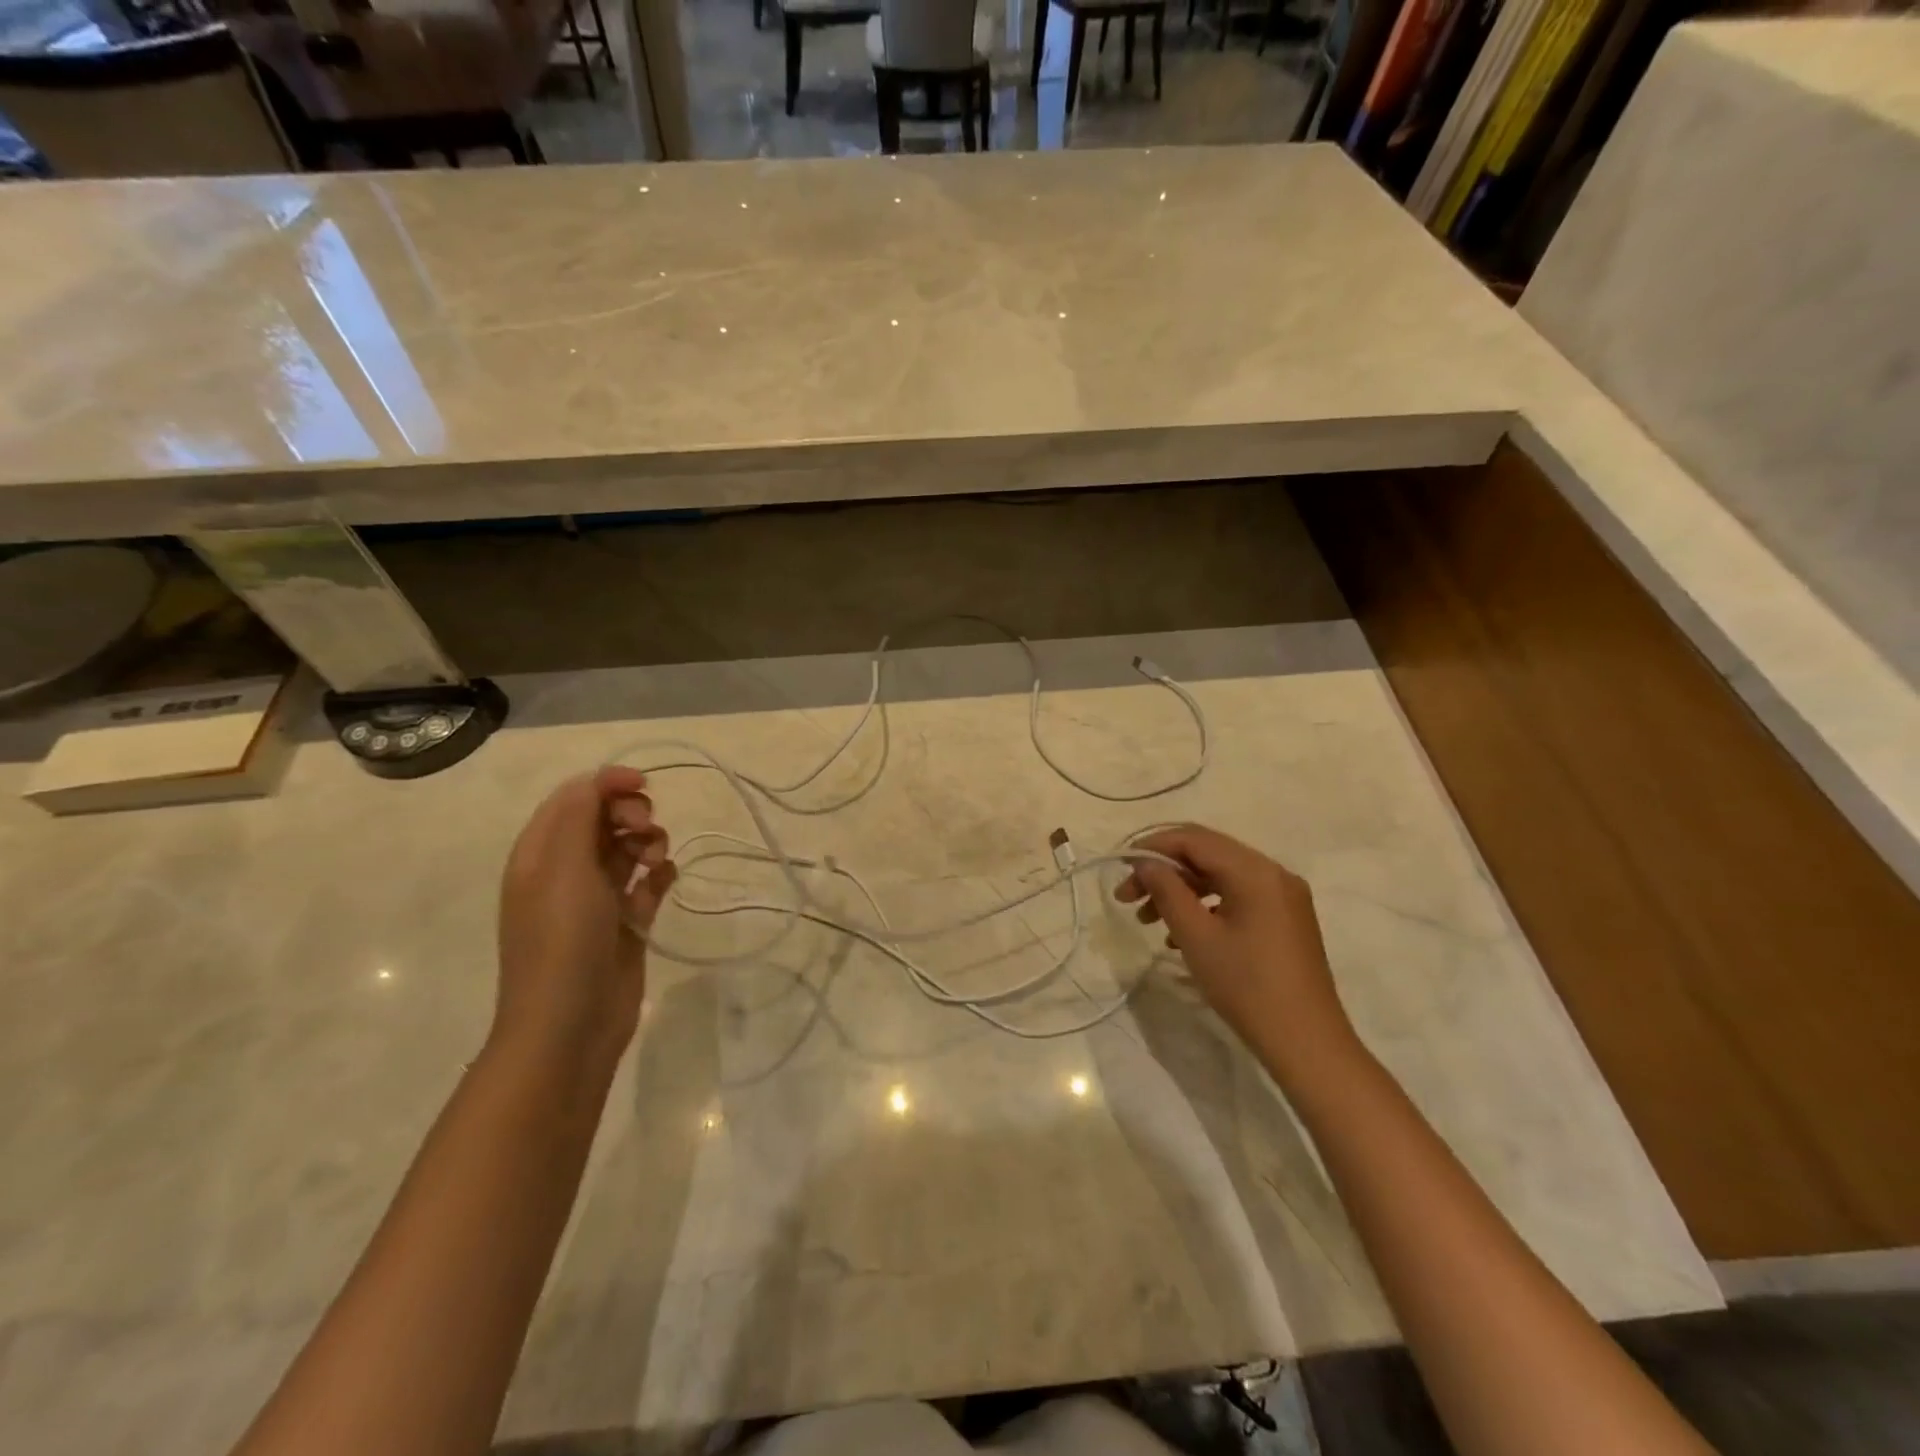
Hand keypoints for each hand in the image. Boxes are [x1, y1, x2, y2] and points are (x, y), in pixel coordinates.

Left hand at [494, 766, 676, 1074]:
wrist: (570, 1024)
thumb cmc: (562, 940)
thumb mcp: (561, 868)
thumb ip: (578, 815)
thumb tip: (598, 780)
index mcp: (540, 854)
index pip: (574, 798)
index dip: (607, 784)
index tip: (643, 786)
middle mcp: (566, 871)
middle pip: (605, 819)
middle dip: (631, 814)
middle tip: (645, 831)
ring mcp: (597, 898)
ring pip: (629, 848)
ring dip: (649, 842)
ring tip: (655, 861)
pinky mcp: (626, 922)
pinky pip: (649, 882)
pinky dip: (660, 873)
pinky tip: (665, 879)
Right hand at [1116, 824, 1360, 1091]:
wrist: (1307, 1044)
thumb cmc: (1246, 986)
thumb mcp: (1196, 936)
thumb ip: (1167, 890)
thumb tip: (1145, 863)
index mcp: (1254, 870)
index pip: (1194, 839)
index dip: (1152, 847)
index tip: (1120, 868)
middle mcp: (1273, 873)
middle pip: (1207, 854)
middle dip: (1164, 871)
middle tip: (1127, 897)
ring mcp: (1283, 896)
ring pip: (1220, 876)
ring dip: (1181, 890)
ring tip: (1147, 919)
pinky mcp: (1285, 919)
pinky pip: (1237, 897)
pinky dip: (1205, 906)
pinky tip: (1180, 936)